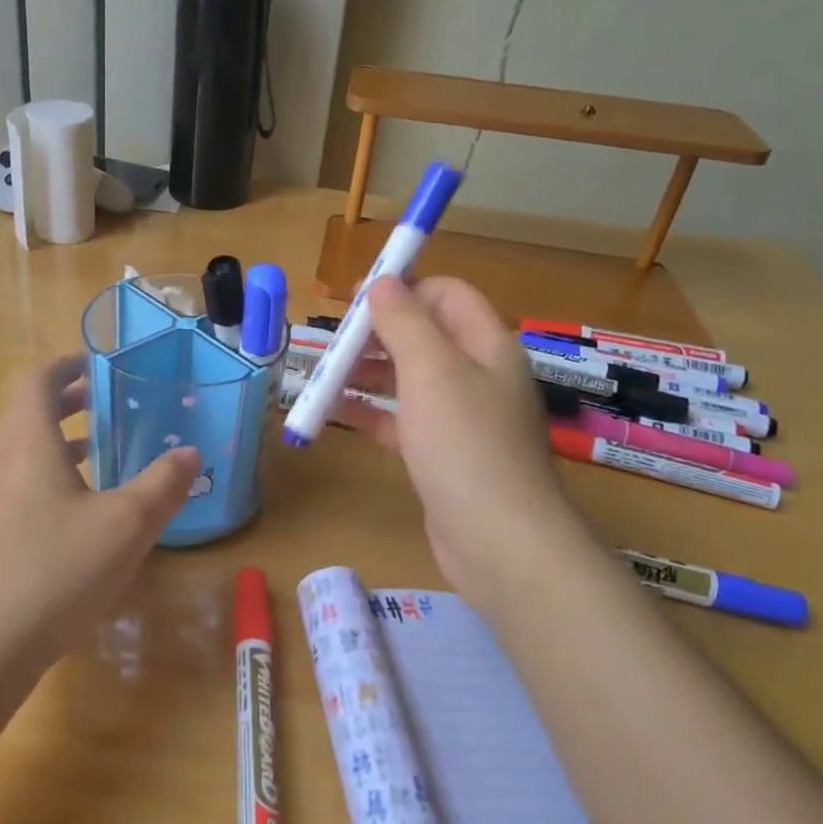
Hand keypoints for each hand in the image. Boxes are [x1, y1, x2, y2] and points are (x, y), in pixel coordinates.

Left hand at [0, 354, 200, 663]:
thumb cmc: (57, 567)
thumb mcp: (126, 522)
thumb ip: (162, 484)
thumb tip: (190, 453)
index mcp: (29, 441)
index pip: (37, 382)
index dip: (65, 365)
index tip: (96, 363)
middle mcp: (5, 461)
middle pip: (30, 413)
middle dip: (69, 401)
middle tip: (108, 400)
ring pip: (29, 452)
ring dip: (63, 441)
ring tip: (105, 448)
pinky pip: (27, 484)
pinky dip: (57, 476)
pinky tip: (89, 509)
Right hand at [340, 277, 585, 613]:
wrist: (500, 541)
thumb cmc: (465, 443)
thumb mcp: (431, 370)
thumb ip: (404, 321)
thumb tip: (383, 282)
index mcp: (487, 345)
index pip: (446, 294)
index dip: (403, 288)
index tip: (355, 300)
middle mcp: (478, 375)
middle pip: (423, 336)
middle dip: (376, 334)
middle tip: (332, 344)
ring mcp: (462, 418)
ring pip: (408, 380)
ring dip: (367, 373)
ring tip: (322, 376)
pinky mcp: (443, 454)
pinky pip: (402, 421)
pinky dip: (371, 413)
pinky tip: (334, 413)